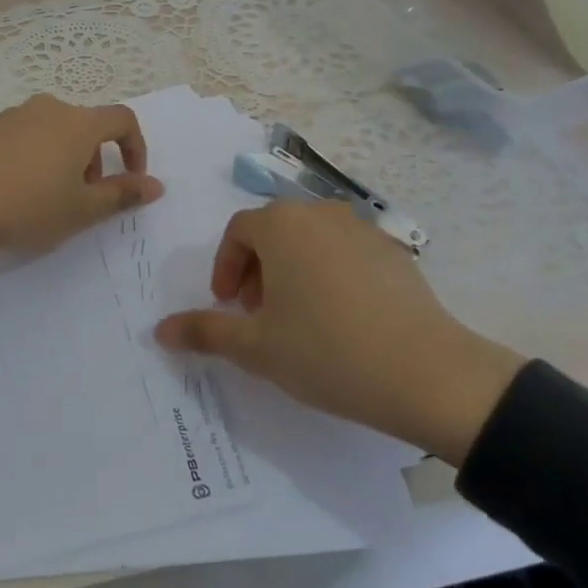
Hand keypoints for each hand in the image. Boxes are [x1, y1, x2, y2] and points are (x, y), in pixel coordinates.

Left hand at [0, 95, 162, 331]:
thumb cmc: (27, 208)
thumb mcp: (81, 210)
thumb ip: (123, 195)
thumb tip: (156, 186)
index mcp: (77, 123)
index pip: (123, 119)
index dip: (136, 148)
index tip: (132, 180)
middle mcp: (48, 108)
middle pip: (87, 125)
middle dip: (97, 159)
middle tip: (85, 196)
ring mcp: (15, 115)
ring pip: (56, 130)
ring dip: (67, 157)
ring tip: (51, 196)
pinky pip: (28, 134)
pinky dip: (38, 155)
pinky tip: (18, 188)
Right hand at [154, 201, 525, 463]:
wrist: (428, 374)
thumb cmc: (326, 351)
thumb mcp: (255, 347)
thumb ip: (204, 331)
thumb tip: (160, 330)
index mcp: (282, 225)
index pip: (238, 232)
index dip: (225, 267)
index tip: (227, 305)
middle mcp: (321, 213)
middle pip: (275, 231)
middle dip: (256, 268)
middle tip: (257, 312)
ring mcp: (364, 229)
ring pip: (311, 240)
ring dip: (292, 270)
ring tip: (298, 316)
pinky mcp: (395, 253)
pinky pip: (346, 253)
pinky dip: (329, 273)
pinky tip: (341, 318)